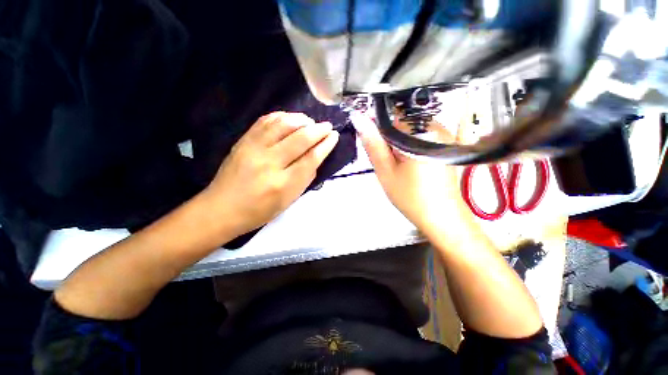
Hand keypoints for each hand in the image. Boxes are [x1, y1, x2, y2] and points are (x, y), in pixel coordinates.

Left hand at [204, 112, 338, 235]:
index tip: (334, 136)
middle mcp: (269, 163)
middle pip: (299, 139)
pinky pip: (265, 121)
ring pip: (282, 124)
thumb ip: (305, 178)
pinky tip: (290, 118)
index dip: (325, 146)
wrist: (221, 209)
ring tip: (310, 121)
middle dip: (318, 130)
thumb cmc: (259, 211)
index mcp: (282, 184)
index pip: (310, 159)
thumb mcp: (288, 201)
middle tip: (327, 126)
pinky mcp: (243, 141)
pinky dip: (281, 116)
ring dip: (301, 119)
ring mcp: (253, 149)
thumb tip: (316, 157)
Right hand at [350, 112, 470, 236]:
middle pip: (402, 125)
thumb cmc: (410, 196)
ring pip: (410, 132)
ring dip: (400, 147)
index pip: (390, 118)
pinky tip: (411, 168)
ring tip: (401, 169)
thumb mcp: (385, 171)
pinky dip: (411, 150)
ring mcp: (444, 136)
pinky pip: (421, 139)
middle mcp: (436, 127)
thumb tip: (358, 118)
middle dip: (390, 142)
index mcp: (420, 132)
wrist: (441, 217)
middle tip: (391, 165)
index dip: (379, 135)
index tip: (380, 153)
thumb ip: (372, 144)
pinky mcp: (446, 145)